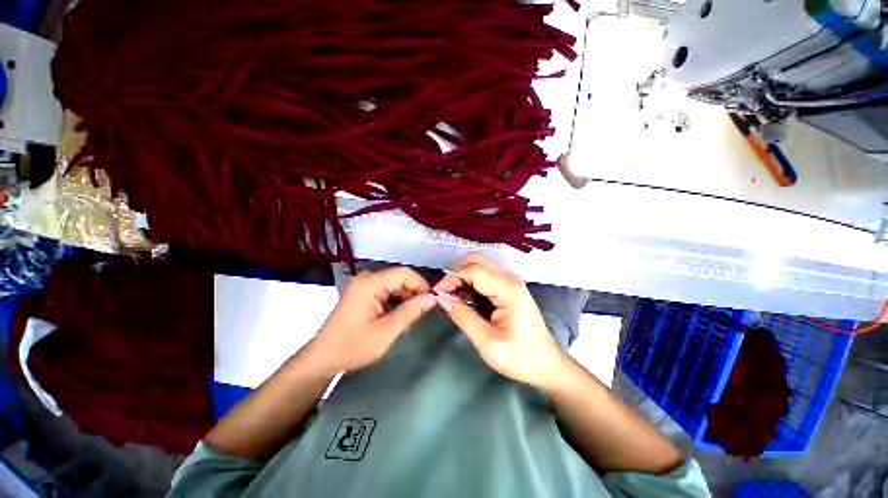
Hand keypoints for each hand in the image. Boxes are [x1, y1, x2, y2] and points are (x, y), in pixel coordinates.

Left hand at [305, 267, 436, 375]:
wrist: (323, 358)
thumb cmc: (353, 347)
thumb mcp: (386, 331)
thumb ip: (411, 311)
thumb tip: (432, 298)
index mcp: (369, 284)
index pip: (404, 273)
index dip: (421, 284)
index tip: (431, 301)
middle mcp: (366, 278)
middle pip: (399, 277)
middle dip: (414, 292)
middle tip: (422, 311)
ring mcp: (363, 284)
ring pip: (394, 283)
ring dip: (406, 296)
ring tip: (412, 314)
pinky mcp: (363, 292)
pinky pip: (386, 289)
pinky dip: (396, 299)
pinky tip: (399, 313)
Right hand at [433, 253, 564, 389]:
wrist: (546, 365)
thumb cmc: (519, 357)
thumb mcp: (486, 341)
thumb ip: (462, 316)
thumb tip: (442, 298)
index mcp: (507, 289)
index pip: (473, 270)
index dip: (452, 278)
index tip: (438, 294)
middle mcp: (509, 278)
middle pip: (476, 261)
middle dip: (456, 274)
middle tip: (446, 295)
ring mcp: (509, 282)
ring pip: (479, 266)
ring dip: (462, 277)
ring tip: (454, 299)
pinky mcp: (507, 288)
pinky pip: (484, 276)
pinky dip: (470, 283)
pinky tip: (466, 300)